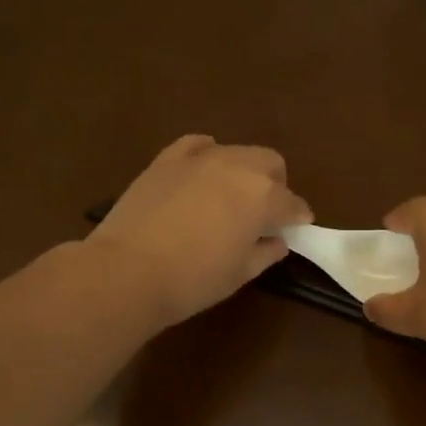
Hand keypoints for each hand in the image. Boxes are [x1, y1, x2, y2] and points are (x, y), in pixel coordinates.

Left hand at [88, 135, 311, 327]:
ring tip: (231, 196)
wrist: (128, 271)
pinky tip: (203, 169)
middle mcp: (238, 167)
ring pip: (236, 152)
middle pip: (270, 164)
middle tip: (265, 213)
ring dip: (243, 170)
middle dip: (276, 185)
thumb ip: (265, 253)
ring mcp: (200, 158)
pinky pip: (196, 145)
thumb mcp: (240, 274)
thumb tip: (277, 241)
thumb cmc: (193, 280)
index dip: (298, 218)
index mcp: (263, 197)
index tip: (297, 229)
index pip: (292, 203)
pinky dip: (207, 153)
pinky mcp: (167, 159)